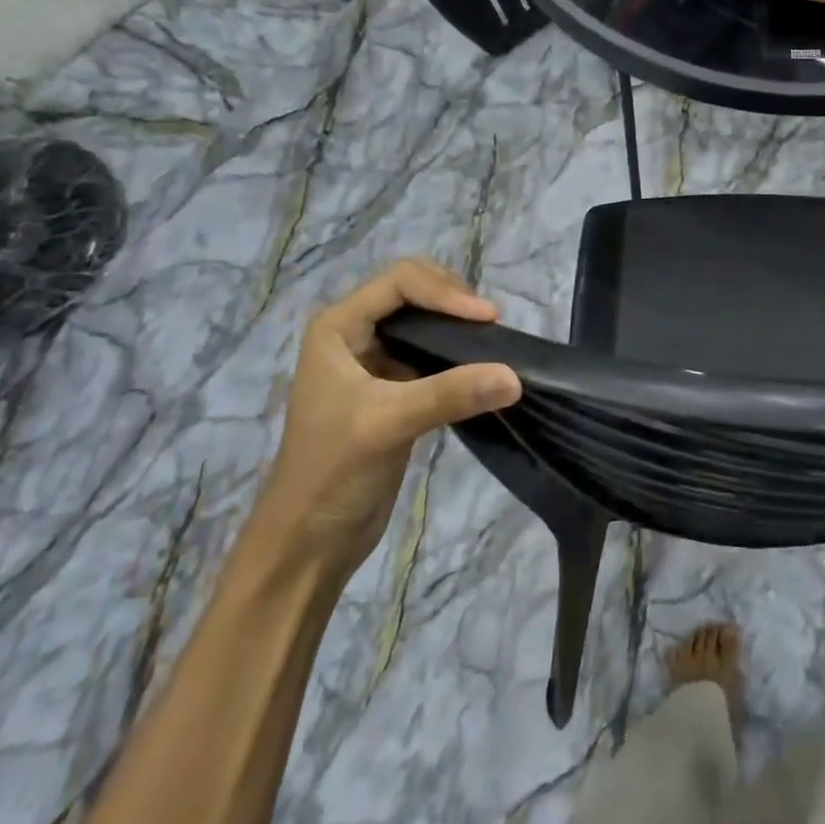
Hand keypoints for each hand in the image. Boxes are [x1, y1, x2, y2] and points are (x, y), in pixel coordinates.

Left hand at [254, 259, 521, 575]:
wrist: (309, 541)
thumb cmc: (332, 472)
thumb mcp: (388, 424)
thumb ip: (450, 394)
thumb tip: (515, 377)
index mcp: (338, 327)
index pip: (401, 282)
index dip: (445, 292)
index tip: (487, 319)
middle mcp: (355, 335)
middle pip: (415, 292)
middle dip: (454, 302)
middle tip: (490, 327)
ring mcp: (376, 363)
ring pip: (426, 324)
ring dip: (459, 328)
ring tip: (492, 344)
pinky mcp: (395, 391)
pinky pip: (433, 356)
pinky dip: (460, 356)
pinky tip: (482, 371)